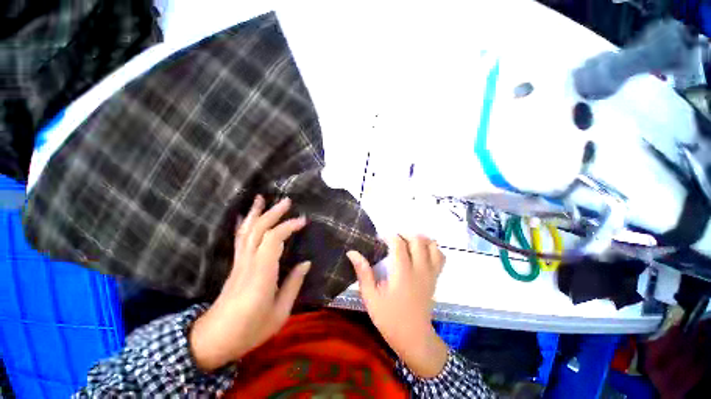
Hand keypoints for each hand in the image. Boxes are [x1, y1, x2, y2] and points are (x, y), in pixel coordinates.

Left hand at [190, 196, 309, 370]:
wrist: (213, 340)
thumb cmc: (250, 330)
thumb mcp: (279, 313)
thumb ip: (293, 285)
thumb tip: (306, 262)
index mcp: (261, 275)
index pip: (273, 240)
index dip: (288, 227)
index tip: (303, 221)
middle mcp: (248, 263)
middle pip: (258, 230)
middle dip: (273, 213)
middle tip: (287, 201)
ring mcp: (239, 262)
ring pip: (246, 231)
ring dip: (256, 213)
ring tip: (262, 198)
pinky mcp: (235, 264)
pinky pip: (239, 238)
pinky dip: (243, 224)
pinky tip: (246, 215)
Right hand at [347, 235, 447, 377]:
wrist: (414, 338)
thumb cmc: (389, 318)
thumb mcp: (370, 297)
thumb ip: (363, 272)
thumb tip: (352, 252)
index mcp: (402, 273)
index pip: (399, 243)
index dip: (389, 236)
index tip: (379, 239)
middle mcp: (419, 269)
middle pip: (418, 240)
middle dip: (404, 234)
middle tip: (392, 240)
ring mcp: (430, 273)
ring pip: (432, 245)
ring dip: (420, 239)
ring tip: (407, 243)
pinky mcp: (435, 278)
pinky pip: (440, 256)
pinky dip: (432, 249)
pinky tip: (421, 252)